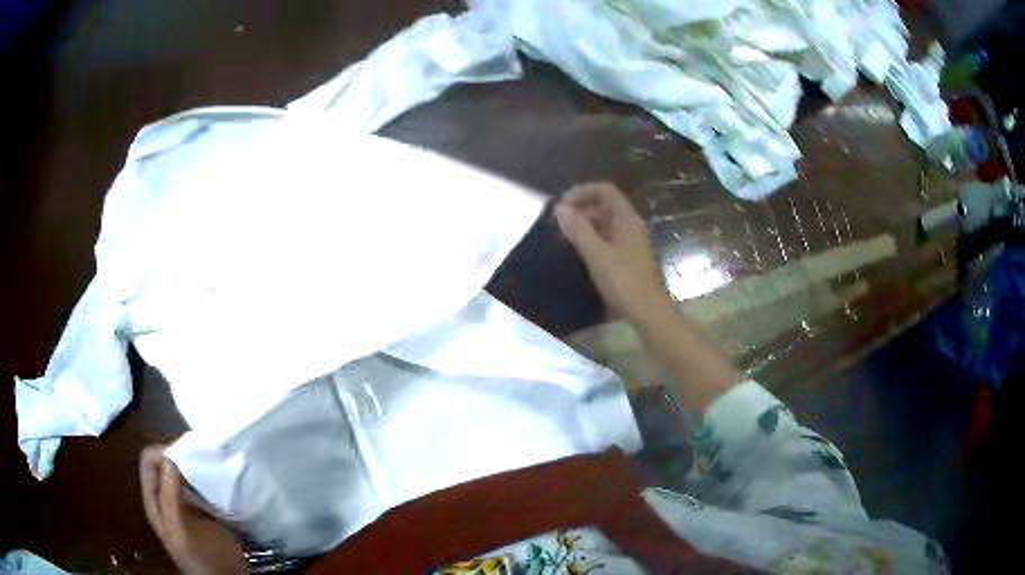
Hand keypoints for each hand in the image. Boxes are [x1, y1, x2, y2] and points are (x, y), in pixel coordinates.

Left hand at [140, 446, 246, 574]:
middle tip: (204, 456)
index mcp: (154, 499)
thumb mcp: (180, 532)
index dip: (163, 451)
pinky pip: (203, 481)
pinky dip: (210, 475)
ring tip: (215, 463)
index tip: (187, 453)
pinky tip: (222, 478)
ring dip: (198, 463)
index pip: (149, 460)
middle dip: (183, 454)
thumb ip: (169, 498)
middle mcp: (167, 494)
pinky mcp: (206, 506)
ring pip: (186, 469)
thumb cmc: (200, 560)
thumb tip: (169, 458)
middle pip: (166, 460)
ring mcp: (187, 500)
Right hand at [555, 182, 672, 323]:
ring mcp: (633, 242)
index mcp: (627, 218)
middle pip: (606, 205)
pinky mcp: (631, 258)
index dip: (582, 191)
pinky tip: (581, 252)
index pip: (605, 190)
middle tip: (559, 222)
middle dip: (581, 208)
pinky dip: (594, 239)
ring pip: (607, 223)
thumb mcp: (596, 254)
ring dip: (586, 224)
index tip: (562, 205)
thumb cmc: (623, 281)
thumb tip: (560, 208)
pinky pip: (610, 238)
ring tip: (565, 237)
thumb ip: (578, 229)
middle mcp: (632, 225)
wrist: (648, 312)